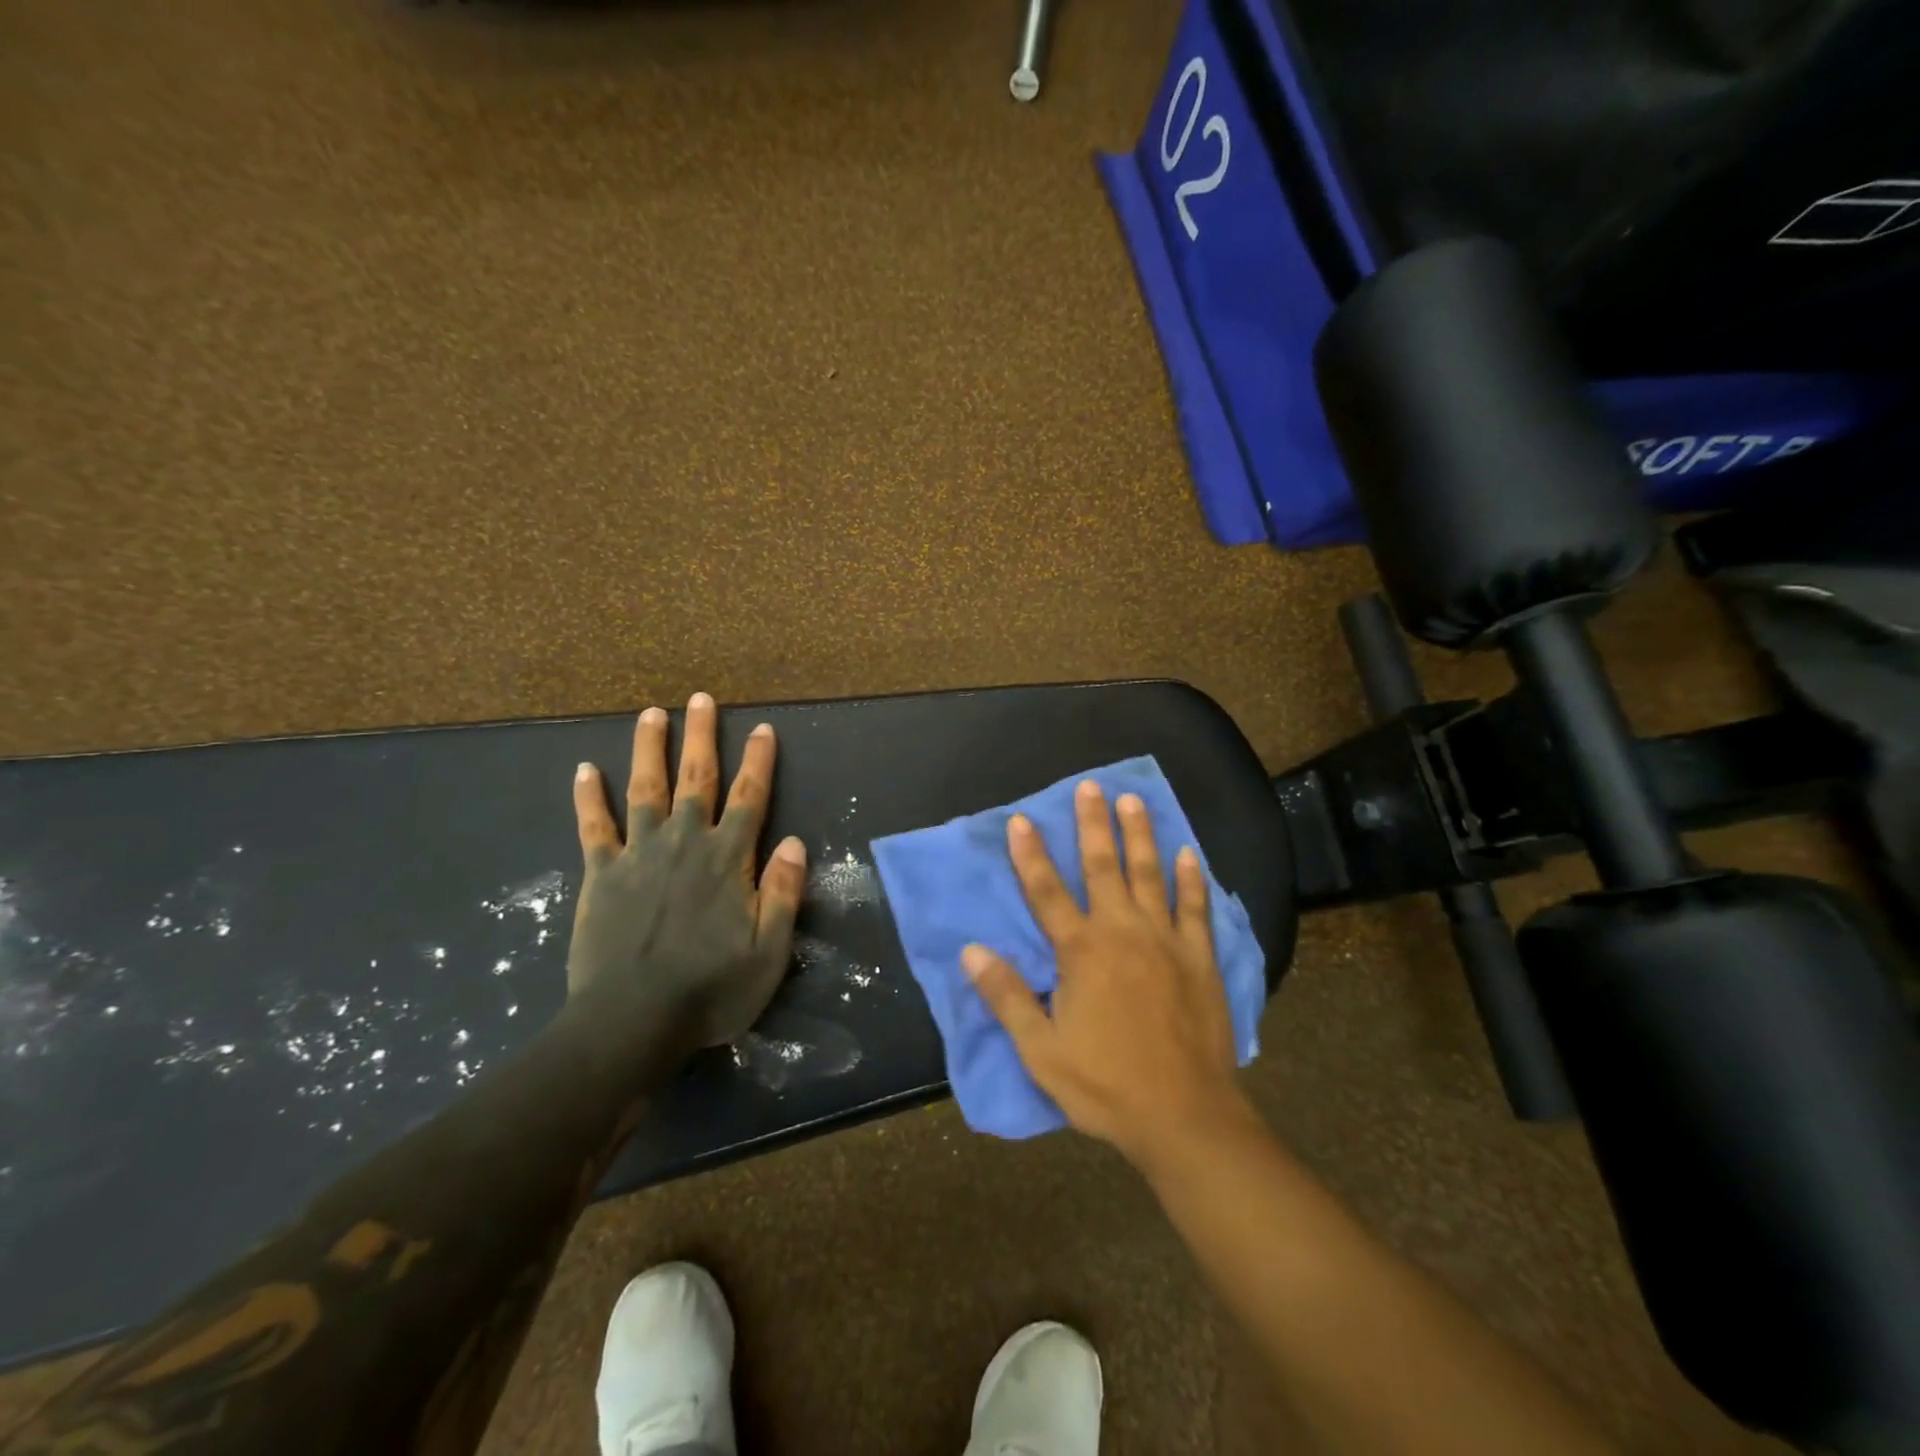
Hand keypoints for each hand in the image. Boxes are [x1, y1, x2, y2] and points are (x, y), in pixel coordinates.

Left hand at [566, 693, 807, 1049]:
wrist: (630, 1023)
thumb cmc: (710, 991)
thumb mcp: (769, 952)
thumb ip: (784, 894)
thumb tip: (797, 842)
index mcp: (727, 859)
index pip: (749, 797)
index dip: (758, 761)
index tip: (762, 728)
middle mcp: (684, 843)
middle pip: (696, 778)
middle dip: (701, 736)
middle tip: (700, 699)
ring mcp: (638, 854)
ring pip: (645, 788)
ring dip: (649, 748)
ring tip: (651, 713)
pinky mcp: (600, 874)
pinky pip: (593, 826)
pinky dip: (589, 796)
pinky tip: (584, 768)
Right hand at [962, 781, 1252, 1168]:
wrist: (1185, 1116)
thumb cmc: (1105, 1084)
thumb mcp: (1041, 1050)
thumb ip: (1007, 996)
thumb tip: (972, 951)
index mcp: (1081, 952)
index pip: (1047, 892)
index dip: (1030, 854)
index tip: (1020, 819)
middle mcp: (1123, 932)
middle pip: (1103, 867)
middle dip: (1093, 825)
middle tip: (1091, 786)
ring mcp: (1166, 942)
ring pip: (1150, 875)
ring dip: (1140, 836)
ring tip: (1134, 801)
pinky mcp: (1199, 959)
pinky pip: (1195, 908)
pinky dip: (1190, 879)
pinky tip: (1188, 854)